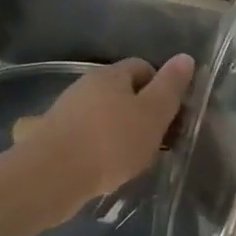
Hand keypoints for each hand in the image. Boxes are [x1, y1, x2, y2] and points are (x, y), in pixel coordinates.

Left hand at [12, 55, 194, 200]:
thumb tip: (185, 57)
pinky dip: (102, 146)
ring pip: (105, 114)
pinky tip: (108, 167)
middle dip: (143, 111)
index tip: (173, 114)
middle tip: (159, 139)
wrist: (50, 177)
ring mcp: (66, 111)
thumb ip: (170, 87)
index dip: (162, 86)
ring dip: (122, 130)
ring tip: (135, 158)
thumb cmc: (111, 142)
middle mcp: (85, 85)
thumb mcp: (153, 114)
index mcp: (110, 74)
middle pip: (123, 91)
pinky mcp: (53, 137)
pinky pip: (88, 135)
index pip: (143, 67)